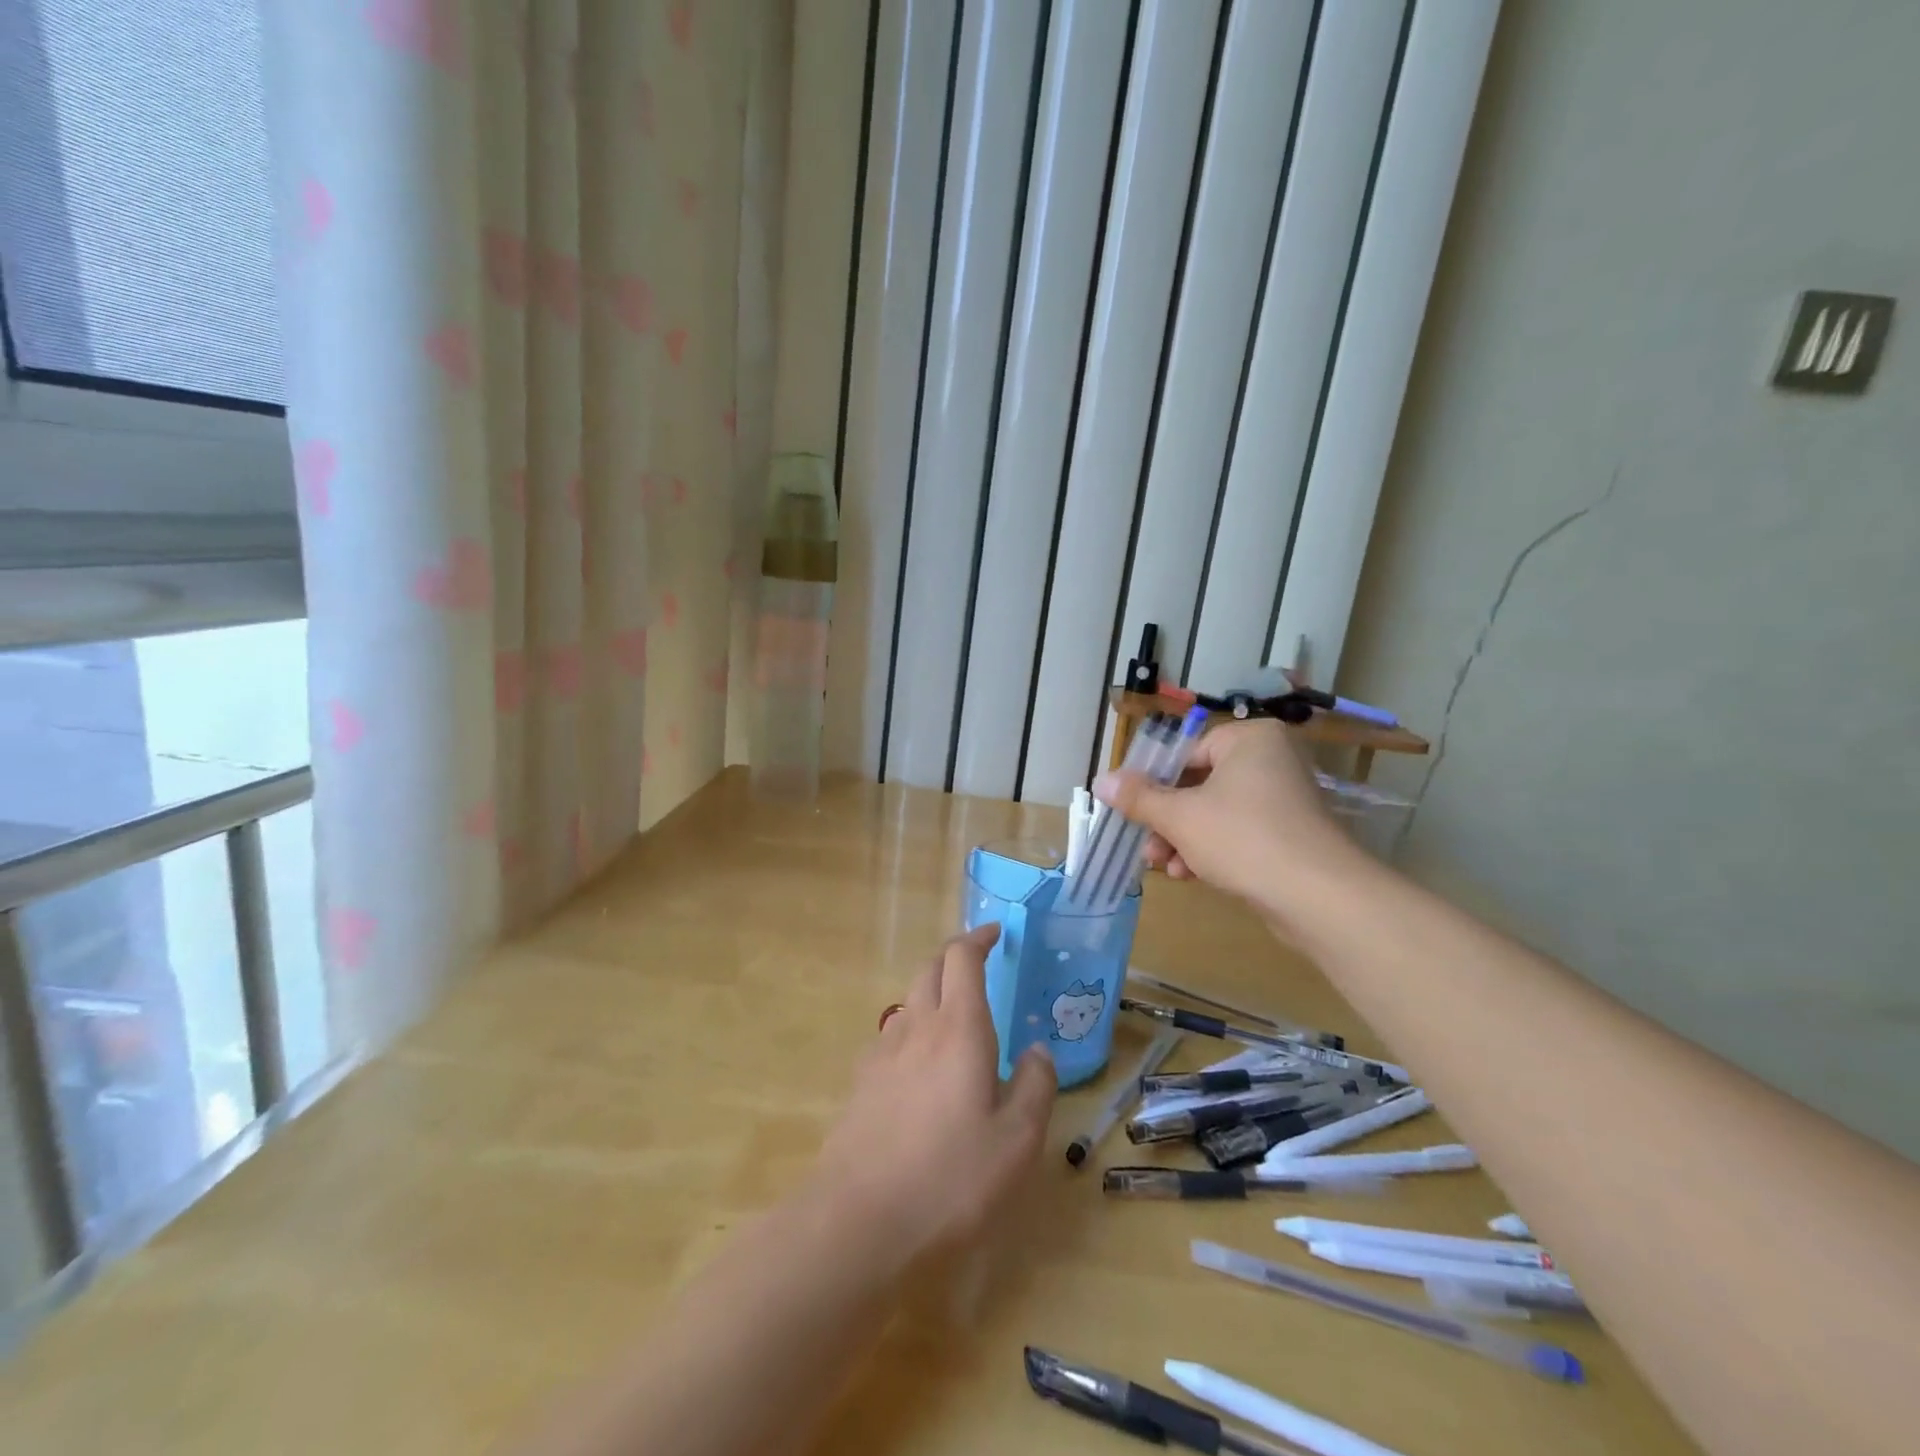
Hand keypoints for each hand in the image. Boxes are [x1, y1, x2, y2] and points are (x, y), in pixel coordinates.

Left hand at [809, 924, 1055, 1271]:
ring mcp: (882, 1053)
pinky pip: (892, 1037)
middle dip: (955, 957)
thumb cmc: (950, 1178)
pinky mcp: (861, 1083)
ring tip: (957, 1020)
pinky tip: (922, 1069)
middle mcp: (917, 1027)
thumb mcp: (1017, 1141)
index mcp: (959, 1028)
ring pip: (909, 1001)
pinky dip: (913, 1032)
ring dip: (933, 993)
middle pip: (930, 968)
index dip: (978, 938)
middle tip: (979, 967)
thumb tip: (1038, 1051)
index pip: (962, 958)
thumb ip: (1035, 1087)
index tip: (996, 934)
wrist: (858, 1220)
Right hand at [1093, 719, 1367, 926]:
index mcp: (1249, 739)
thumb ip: (1138, 797)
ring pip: (1216, 812)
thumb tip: (1100, 780)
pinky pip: (1239, 832)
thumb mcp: (1179, 816)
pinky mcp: (1291, 833)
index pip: (1185, 753)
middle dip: (1167, 821)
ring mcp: (1284, 797)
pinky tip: (1191, 876)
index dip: (1152, 784)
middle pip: (1198, 785)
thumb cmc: (1243, 839)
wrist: (1319, 897)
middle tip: (1146, 849)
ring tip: (1166, 868)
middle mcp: (1271, 759)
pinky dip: (1212, 850)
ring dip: (1184, 840)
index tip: (1130, 811)